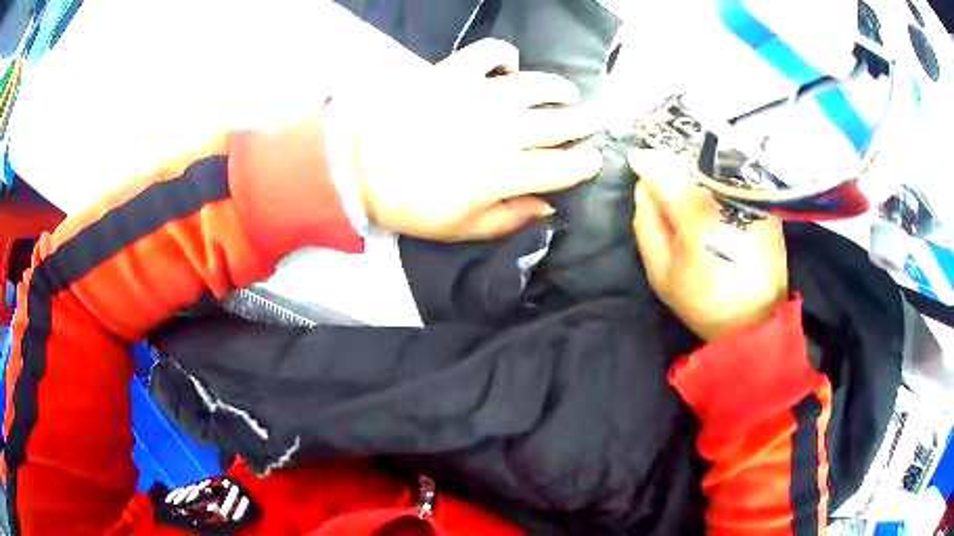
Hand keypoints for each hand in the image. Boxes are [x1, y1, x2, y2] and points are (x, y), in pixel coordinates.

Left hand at [339, 39, 602, 240]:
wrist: (358, 165)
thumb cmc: (411, 203)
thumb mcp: (463, 229)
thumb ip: (511, 218)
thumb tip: (549, 205)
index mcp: (506, 173)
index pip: (564, 167)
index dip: (585, 164)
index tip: (592, 161)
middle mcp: (503, 129)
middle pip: (561, 123)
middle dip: (584, 124)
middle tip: (590, 124)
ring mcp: (480, 95)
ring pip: (537, 84)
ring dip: (560, 88)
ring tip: (567, 93)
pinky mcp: (455, 72)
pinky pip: (491, 52)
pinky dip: (506, 56)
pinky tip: (510, 68)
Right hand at [629, 149, 788, 340]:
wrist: (756, 321)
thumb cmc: (705, 303)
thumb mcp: (662, 274)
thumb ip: (648, 225)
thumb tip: (643, 186)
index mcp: (698, 219)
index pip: (669, 175)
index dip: (650, 164)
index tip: (637, 159)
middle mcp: (728, 199)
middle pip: (695, 162)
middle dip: (676, 160)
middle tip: (661, 168)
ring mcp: (750, 199)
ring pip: (716, 165)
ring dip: (698, 165)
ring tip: (685, 174)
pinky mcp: (764, 203)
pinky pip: (735, 176)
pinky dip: (719, 175)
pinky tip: (711, 188)